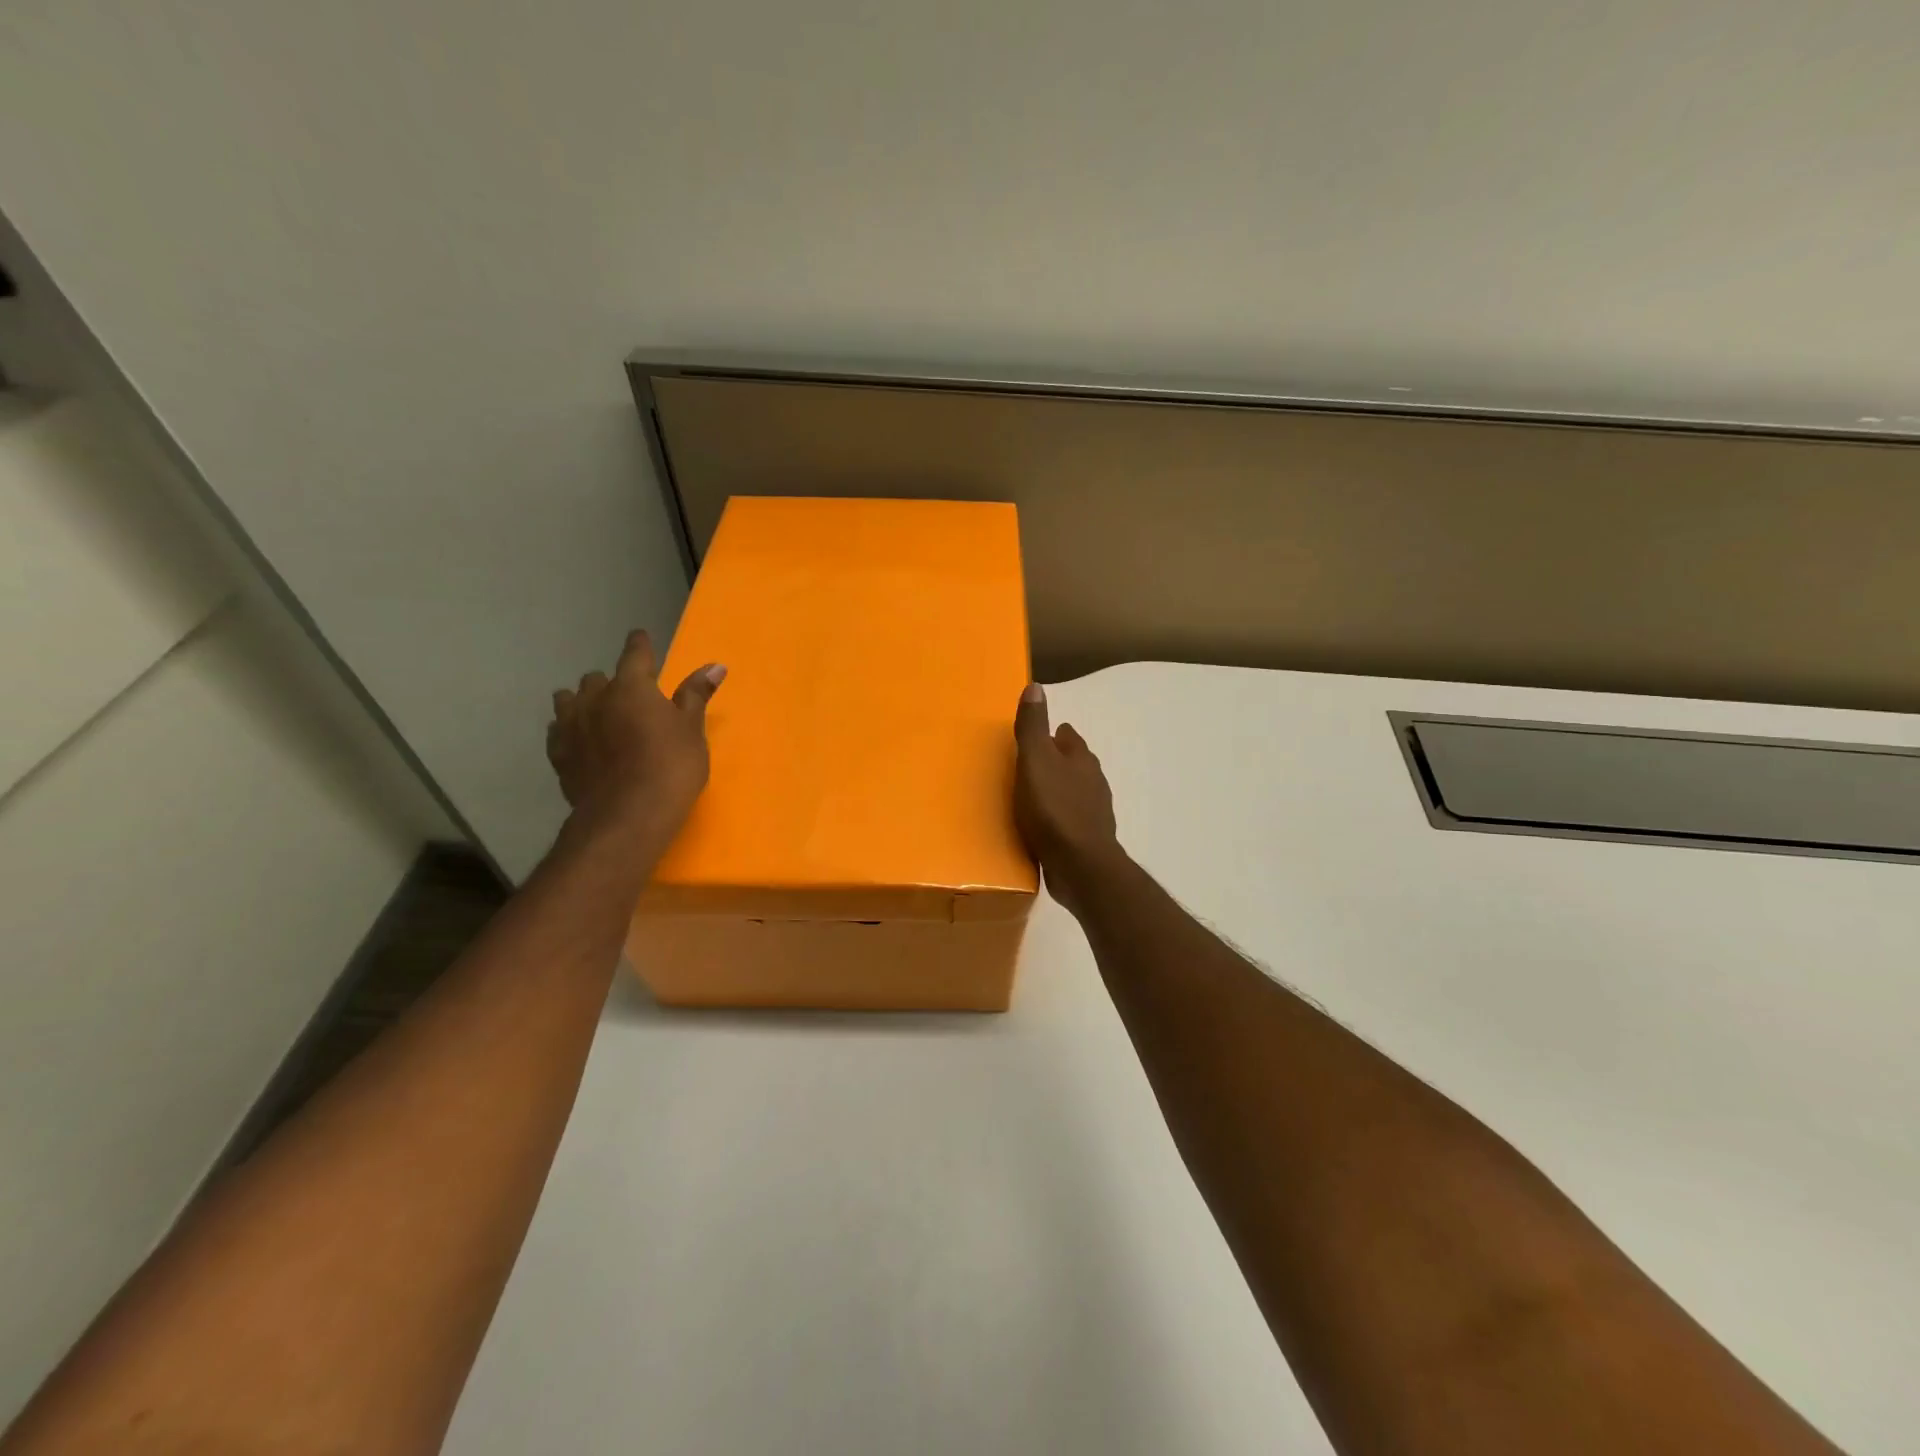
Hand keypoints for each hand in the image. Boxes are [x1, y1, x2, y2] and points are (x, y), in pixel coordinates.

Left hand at [547, 629, 725, 844]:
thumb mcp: (692, 729)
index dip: (640, 645)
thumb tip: (715, 665)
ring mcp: (571, 726)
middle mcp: (595, 698)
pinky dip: (570, 730)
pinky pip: (558, 731)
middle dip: (611, 682)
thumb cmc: (671, 766)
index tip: (641, 638)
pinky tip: (580, 741)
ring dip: (583, 702)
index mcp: (632, 686)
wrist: (628, 815)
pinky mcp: (558, 755)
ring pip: (568, 700)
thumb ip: (697, 695)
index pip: (635, 653)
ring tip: (598, 715)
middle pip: (596, 678)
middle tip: (628, 697)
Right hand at [1013, 683, 1120, 912]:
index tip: (1033, 739)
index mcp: (1081, 759)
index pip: (1068, 737)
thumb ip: (1033, 726)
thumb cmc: (1054, 809)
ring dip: (1056, 792)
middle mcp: (1093, 781)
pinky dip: (1057, 819)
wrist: (1080, 866)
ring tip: (1030, 798)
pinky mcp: (1087, 840)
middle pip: (1073, 764)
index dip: (1052, 735)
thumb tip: (1035, 686)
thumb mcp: (1035, 761)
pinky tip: (1041, 828)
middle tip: (1026, 767)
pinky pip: (1069, 821)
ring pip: (1073, 793)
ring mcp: (1093, 813)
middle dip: (1055, 763)